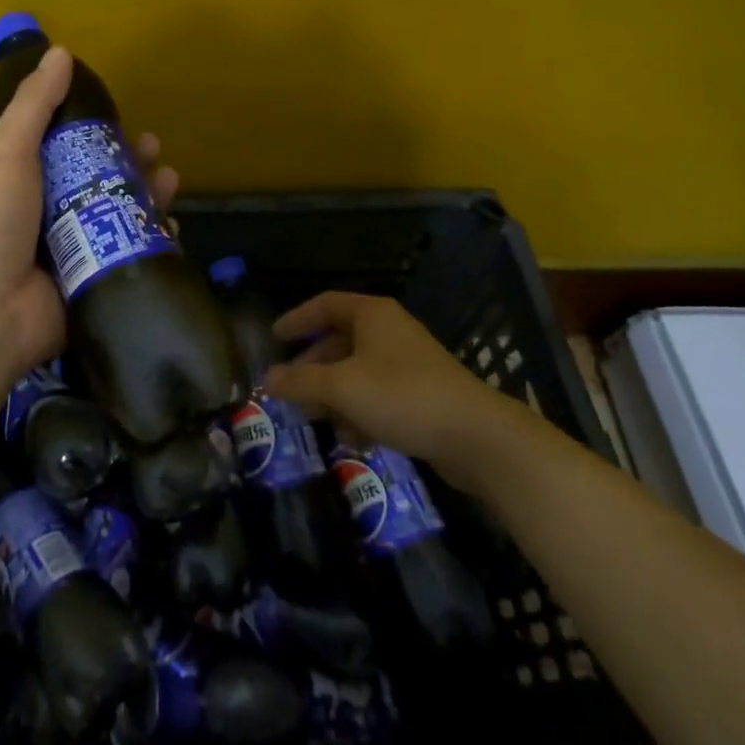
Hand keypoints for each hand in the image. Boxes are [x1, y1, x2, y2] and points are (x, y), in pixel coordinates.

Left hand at [0, 44, 180, 380]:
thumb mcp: (8, 153)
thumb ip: (34, 105)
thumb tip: (61, 52)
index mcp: (27, 183)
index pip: (69, 151)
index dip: (99, 134)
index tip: (124, 122)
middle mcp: (51, 215)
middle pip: (101, 183)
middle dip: (132, 166)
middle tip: (157, 154)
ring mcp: (74, 252)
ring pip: (121, 218)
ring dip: (149, 199)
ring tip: (170, 184)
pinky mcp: (94, 282)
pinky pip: (130, 258)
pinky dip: (153, 244)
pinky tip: (172, 231)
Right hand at [263, 292, 520, 476]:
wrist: (476, 436)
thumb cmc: (402, 396)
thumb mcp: (342, 388)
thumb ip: (301, 381)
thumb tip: (267, 379)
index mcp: (372, 315)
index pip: (325, 305)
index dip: (297, 319)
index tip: (275, 338)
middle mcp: (389, 331)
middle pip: (340, 341)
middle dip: (314, 368)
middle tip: (290, 390)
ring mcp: (408, 363)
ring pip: (358, 373)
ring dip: (335, 396)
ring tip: (317, 421)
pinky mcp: (422, 394)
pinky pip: (379, 395)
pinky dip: (361, 412)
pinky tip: (354, 440)